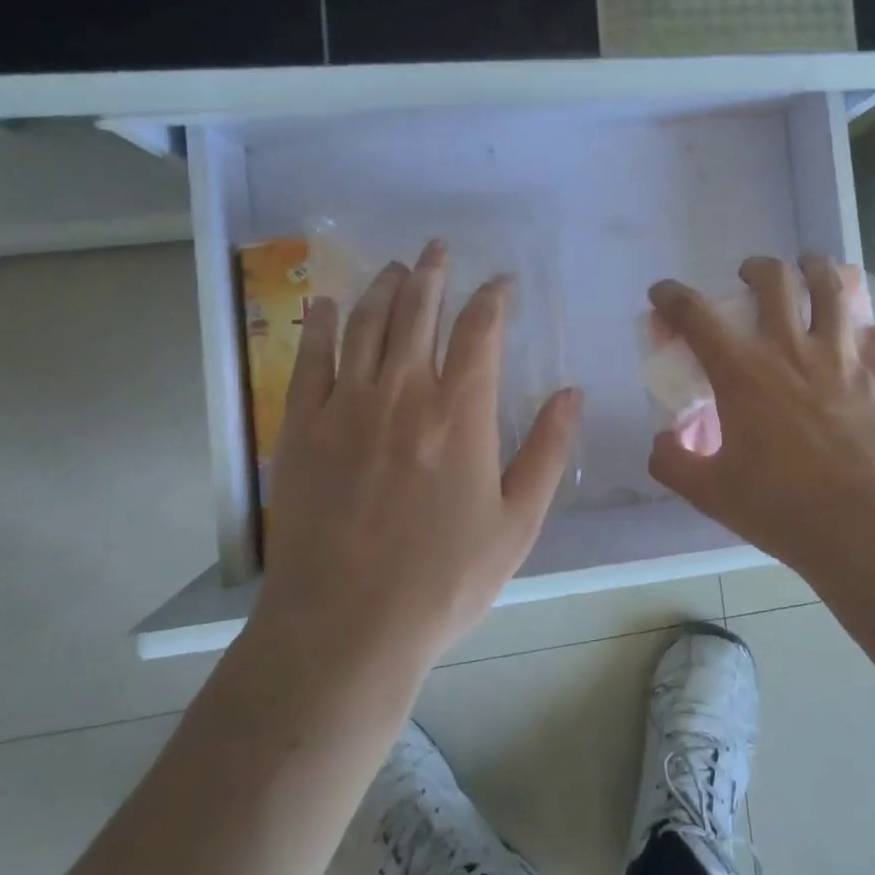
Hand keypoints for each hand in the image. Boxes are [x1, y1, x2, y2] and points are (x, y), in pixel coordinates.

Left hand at [257, 240, 582, 665]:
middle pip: (418, 311)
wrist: (345, 627)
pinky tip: (324, 302)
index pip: (480, 331)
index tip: (501, 282)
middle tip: (440, 247)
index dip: (493, 298)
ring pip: (365, 323)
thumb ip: (548, 451)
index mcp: (460, 413)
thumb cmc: (443, 580)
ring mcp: (346, 406)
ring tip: (397, 266)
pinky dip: (318, 323)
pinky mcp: (302, 427)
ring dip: (384, 288)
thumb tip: (572, 393)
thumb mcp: (518, 523)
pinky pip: (310, 358)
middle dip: (433, 272)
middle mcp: (403, 392)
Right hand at [646, 255, 874, 574]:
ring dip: (816, 270)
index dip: (672, 296)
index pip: (696, 314)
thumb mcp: (710, 493)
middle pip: (774, 279)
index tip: (662, 293)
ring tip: (809, 272)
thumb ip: (673, 463)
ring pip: (833, 287)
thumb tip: (661, 443)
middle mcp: (791, 349)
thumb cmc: (780, 506)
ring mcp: (843, 356)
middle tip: (750, 278)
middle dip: (756, 268)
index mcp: (742, 371)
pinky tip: (861, 343)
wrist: (863, 527)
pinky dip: (866, 333)